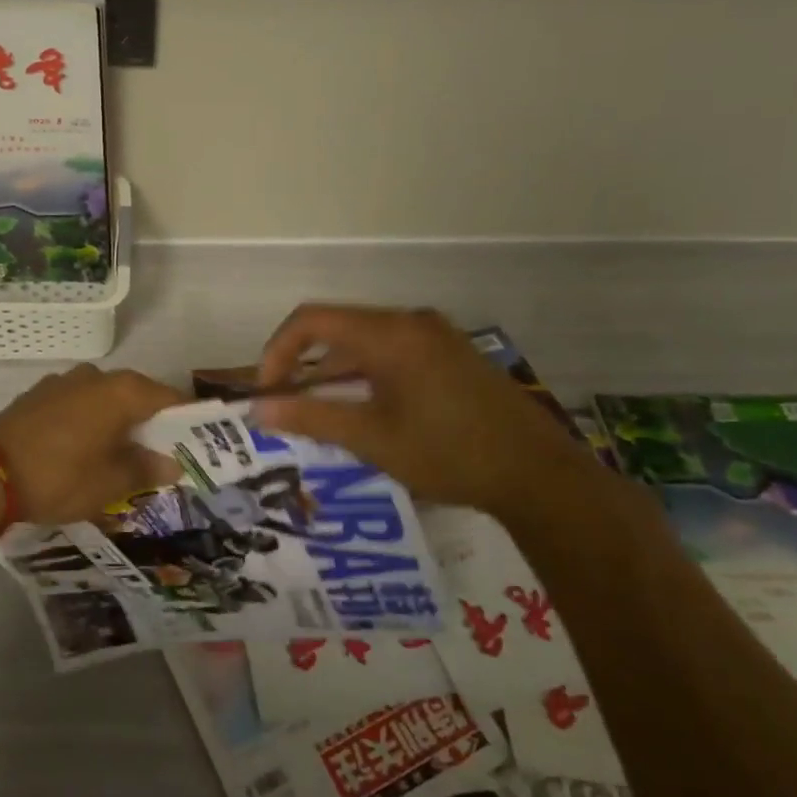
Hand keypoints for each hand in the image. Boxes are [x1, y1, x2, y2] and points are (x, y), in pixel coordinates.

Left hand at [0, 364, 186, 524]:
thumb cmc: (60, 477)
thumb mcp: (110, 483)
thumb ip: (145, 469)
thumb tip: (171, 464)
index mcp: (120, 391)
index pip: (168, 397)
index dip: (185, 418)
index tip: (196, 440)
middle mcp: (95, 376)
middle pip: (136, 395)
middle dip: (150, 422)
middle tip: (160, 453)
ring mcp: (63, 382)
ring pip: (104, 399)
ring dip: (117, 421)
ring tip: (121, 454)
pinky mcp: (38, 395)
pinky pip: (78, 404)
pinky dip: (90, 421)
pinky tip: (85, 447)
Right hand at [252, 303, 591, 517]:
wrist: (539, 475)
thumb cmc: (448, 453)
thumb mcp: (371, 439)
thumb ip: (311, 418)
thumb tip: (258, 410)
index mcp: (389, 333)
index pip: (311, 320)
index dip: (277, 351)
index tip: (267, 391)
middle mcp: (410, 322)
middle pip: (338, 328)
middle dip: (304, 364)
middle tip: (288, 406)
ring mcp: (435, 336)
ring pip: (365, 342)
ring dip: (335, 372)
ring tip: (321, 414)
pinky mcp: (451, 355)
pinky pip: (392, 352)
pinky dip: (365, 374)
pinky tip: (365, 411)